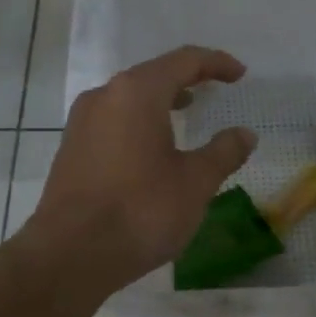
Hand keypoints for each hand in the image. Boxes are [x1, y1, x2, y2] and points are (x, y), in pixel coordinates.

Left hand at [23, 46, 256, 292]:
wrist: (70, 254)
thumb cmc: (141, 211)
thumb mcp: (195, 182)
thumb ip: (223, 152)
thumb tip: (245, 134)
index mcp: (137, 92)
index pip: (184, 61)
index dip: (216, 63)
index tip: (240, 74)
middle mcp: (104, 96)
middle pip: (153, 74)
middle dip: (187, 78)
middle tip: (215, 88)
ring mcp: (82, 122)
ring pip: (129, 98)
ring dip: (160, 100)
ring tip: (186, 112)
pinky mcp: (71, 149)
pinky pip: (113, 121)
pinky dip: (139, 122)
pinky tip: (152, 147)